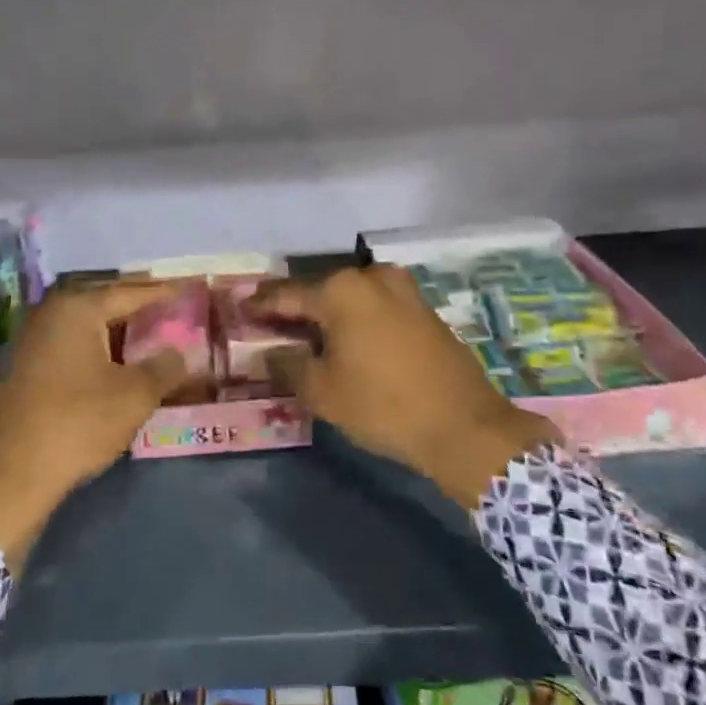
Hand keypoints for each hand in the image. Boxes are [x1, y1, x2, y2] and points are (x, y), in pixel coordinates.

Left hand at [0, 281, 187, 565]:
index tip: (188, 289)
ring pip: (85, 328)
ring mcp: (29, 341)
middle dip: (137, 309)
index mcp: (77, 309)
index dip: (162, 293)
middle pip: (104, 304)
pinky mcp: (21, 369)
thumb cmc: (78, 423)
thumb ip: (164, 367)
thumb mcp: (135, 396)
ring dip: (116, 333)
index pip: (130, 292)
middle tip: (169, 312)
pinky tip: (113, 367)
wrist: (10, 475)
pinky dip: (95, 351)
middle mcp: (49, 314)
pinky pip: (68, 348)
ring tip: (148, 339)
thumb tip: (179, 353)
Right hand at [250, 265, 560, 508]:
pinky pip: (376, 306)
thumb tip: (268, 352)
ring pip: (351, 297)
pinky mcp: (423, 309)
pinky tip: (346, 339)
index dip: (261, 305)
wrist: (464, 425)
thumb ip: (288, 364)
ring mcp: (403, 291)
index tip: (241, 310)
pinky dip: (356, 318)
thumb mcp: (323, 391)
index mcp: (341, 290)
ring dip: (328, 313)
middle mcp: (371, 278)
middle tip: (271, 325)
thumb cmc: (383, 405)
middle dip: (295, 308)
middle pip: (320, 290)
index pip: (287, 295)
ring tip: (307, 334)